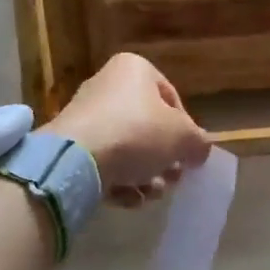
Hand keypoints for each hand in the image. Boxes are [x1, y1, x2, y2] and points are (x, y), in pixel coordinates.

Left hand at [45, 53, 209, 209]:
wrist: (75, 160)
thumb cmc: (137, 133)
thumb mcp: (184, 137)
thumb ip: (199, 142)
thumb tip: (199, 150)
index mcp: (135, 69)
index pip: (172, 99)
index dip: (186, 130)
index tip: (189, 155)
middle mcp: (108, 85)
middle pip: (148, 126)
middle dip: (164, 158)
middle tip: (172, 179)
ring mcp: (85, 115)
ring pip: (127, 147)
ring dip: (144, 174)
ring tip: (151, 194)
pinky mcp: (69, 145)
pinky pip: (104, 161)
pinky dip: (119, 180)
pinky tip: (129, 199)